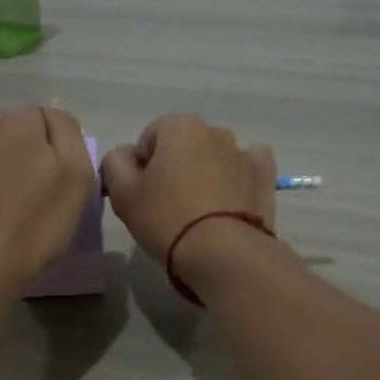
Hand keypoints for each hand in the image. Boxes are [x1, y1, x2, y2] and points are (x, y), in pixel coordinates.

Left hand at [0, 106, 95, 296]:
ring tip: (8, 205)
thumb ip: (68, 131)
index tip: (60, 179)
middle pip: (13, 131)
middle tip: (38, 193)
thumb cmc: (37, 220)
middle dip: (25, 152)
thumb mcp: (76, 173)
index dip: (57, 147)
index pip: (46, 118)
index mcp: (16, 120)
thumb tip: (54, 112)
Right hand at [100, 114, 276, 285]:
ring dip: (205, 173)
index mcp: (179, 126)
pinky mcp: (264, 176)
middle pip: (183, 146)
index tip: (142, 195)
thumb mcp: (123, 193)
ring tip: (199, 211)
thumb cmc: (166, 218)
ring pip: (214, 157)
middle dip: (175, 167)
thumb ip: (115, 163)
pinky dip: (237, 179)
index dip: (141, 167)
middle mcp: (215, 130)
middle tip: (167, 205)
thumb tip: (124, 154)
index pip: (149, 139)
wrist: (223, 253)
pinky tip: (229, 201)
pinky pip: (246, 169)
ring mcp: (244, 152)